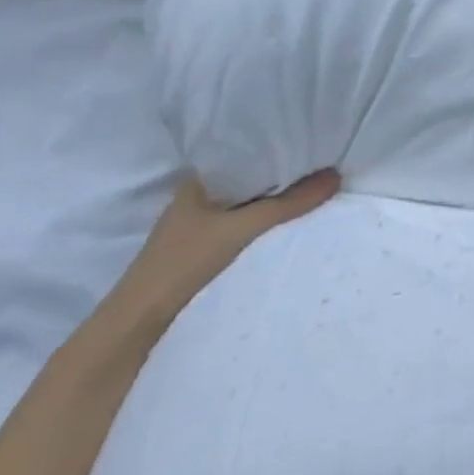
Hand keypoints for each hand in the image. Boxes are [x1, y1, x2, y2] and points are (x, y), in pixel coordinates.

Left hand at [100, 170, 340, 337]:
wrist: (137, 331)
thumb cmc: (182, 265)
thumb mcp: (240, 229)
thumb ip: (288, 204)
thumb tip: (336, 175)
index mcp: (196, 185)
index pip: (243, 156)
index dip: (276, 149)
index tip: (312, 144)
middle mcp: (198, 203)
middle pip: (250, 183)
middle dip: (283, 178)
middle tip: (324, 167)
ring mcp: (200, 233)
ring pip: (248, 210)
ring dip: (275, 206)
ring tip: (317, 194)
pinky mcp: (206, 258)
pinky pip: (245, 233)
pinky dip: (266, 230)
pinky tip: (291, 229)